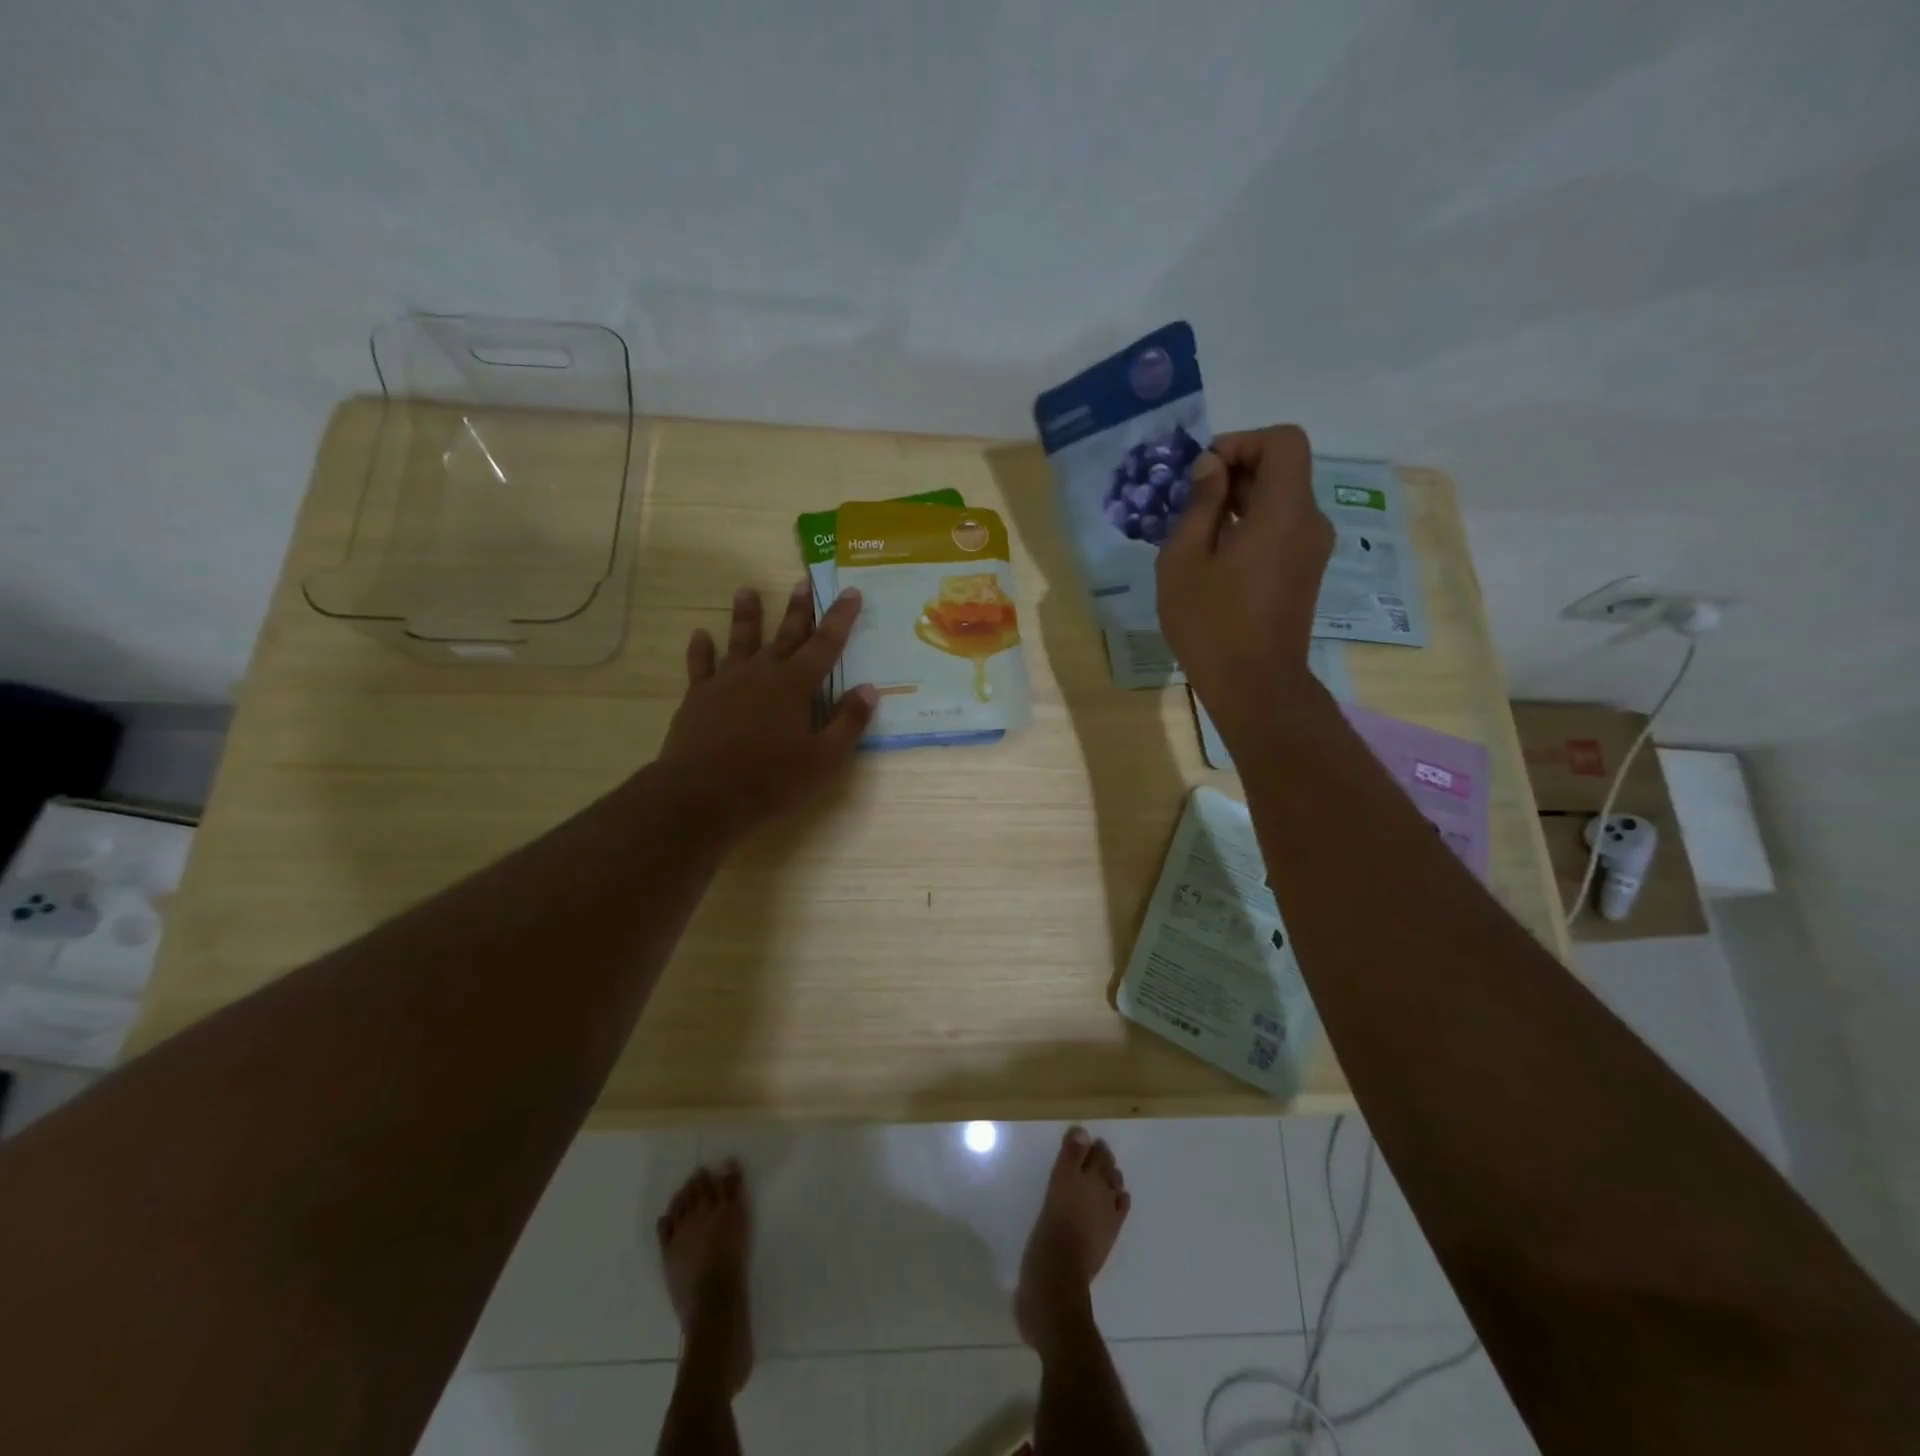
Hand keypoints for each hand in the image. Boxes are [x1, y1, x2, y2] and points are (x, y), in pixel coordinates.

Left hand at [657, 581, 876, 838]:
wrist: (702, 795)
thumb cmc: (771, 780)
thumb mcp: (824, 759)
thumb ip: (848, 722)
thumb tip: (869, 689)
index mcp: (796, 685)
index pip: (826, 644)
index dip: (841, 618)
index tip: (851, 592)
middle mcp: (762, 673)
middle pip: (786, 634)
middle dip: (798, 608)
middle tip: (803, 581)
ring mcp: (727, 682)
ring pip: (740, 640)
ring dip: (746, 615)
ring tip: (746, 590)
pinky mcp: (699, 697)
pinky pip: (701, 666)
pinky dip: (701, 650)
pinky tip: (699, 635)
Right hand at [1156, 425, 1332, 733]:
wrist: (1254, 685)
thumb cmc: (1212, 622)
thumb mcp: (1185, 559)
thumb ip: (1200, 504)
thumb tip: (1211, 467)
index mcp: (1284, 510)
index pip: (1283, 441)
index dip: (1242, 442)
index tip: (1203, 471)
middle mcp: (1309, 521)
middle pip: (1282, 470)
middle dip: (1234, 473)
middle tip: (1187, 502)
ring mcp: (1312, 549)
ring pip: (1280, 501)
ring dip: (1238, 502)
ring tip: (1194, 532)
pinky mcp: (1304, 573)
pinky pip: (1280, 530)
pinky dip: (1250, 527)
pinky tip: (1214, 558)